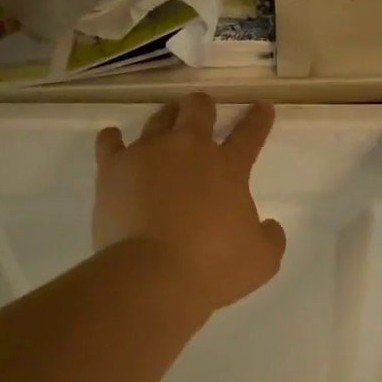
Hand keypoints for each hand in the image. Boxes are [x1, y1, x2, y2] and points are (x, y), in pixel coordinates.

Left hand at [94, 94, 286, 311]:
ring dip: (167, 117)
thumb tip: (270, 226)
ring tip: (167, 122)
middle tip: (204, 109)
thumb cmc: (213, 267)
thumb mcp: (262, 260)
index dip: (258, 119)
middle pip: (198, 110)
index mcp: (228, 168)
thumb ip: (271, 237)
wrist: (152, 275)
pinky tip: (115, 139)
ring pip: (158, 119)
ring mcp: (147, 154)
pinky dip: (114, 138)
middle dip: (204, 106)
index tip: (262, 107)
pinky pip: (110, 141)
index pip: (249, 134)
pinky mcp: (113, 168)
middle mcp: (188, 150)